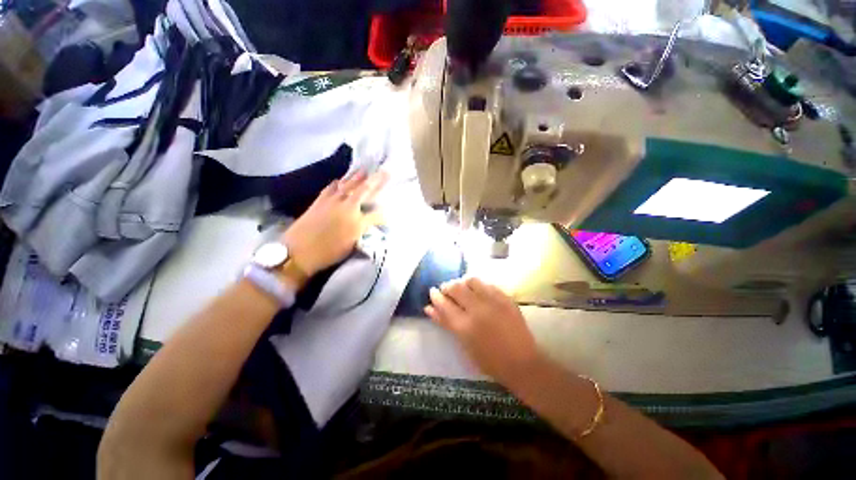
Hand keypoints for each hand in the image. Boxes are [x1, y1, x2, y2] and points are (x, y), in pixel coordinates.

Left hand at [282, 171, 386, 275]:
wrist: (298, 251)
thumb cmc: (328, 252)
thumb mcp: (352, 245)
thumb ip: (363, 230)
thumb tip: (370, 222)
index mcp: (357, 220)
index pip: (376, 214)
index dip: (383, 213)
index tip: (388, 213)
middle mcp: (347, 206)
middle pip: (364, 190)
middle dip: (376, 181)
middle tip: (384, 171)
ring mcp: (332, 201)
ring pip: (348, 185)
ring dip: (357, 177)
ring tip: (364, 171)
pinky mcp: (319, 201)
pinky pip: (331, 187)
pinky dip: (338, 182)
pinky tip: (340, 180)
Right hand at [425, 278, 540, 387]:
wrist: (522, 363)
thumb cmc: (489, 360)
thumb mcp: (463, 344)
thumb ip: (445, 323)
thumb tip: (429, 308)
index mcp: (464, 326)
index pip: (444, 303)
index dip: (436, 296)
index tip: (433, 292)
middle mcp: (477, 310)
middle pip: (456, 288)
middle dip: (447, 286)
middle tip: (446, 289)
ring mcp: (493, 302)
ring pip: (471, 281)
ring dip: (463, 282)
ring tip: (462, 288)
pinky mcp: (506, 299)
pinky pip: (488, 284)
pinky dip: (479, 285)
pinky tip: (478, 291)